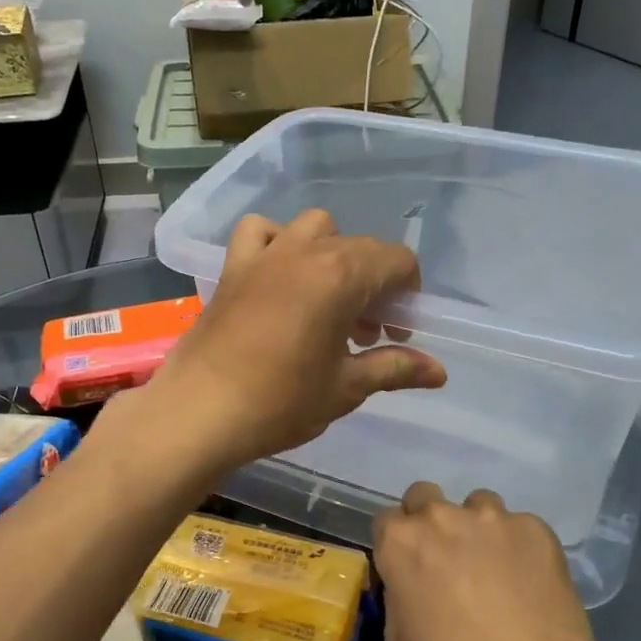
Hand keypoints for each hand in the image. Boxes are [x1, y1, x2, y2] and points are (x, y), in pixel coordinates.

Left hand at [133, 210, 446, 474]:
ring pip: (315, 228)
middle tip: (368, 333)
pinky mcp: (233, 267)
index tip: (398, 332)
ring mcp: (265, 254)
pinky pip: (260, 232)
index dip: (408, 294)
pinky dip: (278, 242)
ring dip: (333, 254)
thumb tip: (440, 372)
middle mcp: (305, 251)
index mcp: (341, 275)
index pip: (397, 260)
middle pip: (360, 247)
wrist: (200, 412)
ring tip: (329, 299)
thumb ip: (395, 368)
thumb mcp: (346, 388)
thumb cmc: (280, 402)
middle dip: (376, 284)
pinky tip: (280, 276)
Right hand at [372, 483, 602, 640]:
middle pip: (425, 497)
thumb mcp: (399, 639)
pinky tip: (529, 582)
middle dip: (430, 521)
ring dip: (477, 529)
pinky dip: (518, 547)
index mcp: (400, 541)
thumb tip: (412, 582)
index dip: (397, 543)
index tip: (409, 565)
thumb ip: (399, 594)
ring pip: (477, 505)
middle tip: (447, 559)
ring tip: (495, 569)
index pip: (387, 520)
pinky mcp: (534, 527)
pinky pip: (518, 527)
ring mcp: (491, 517)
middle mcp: (441, 516)